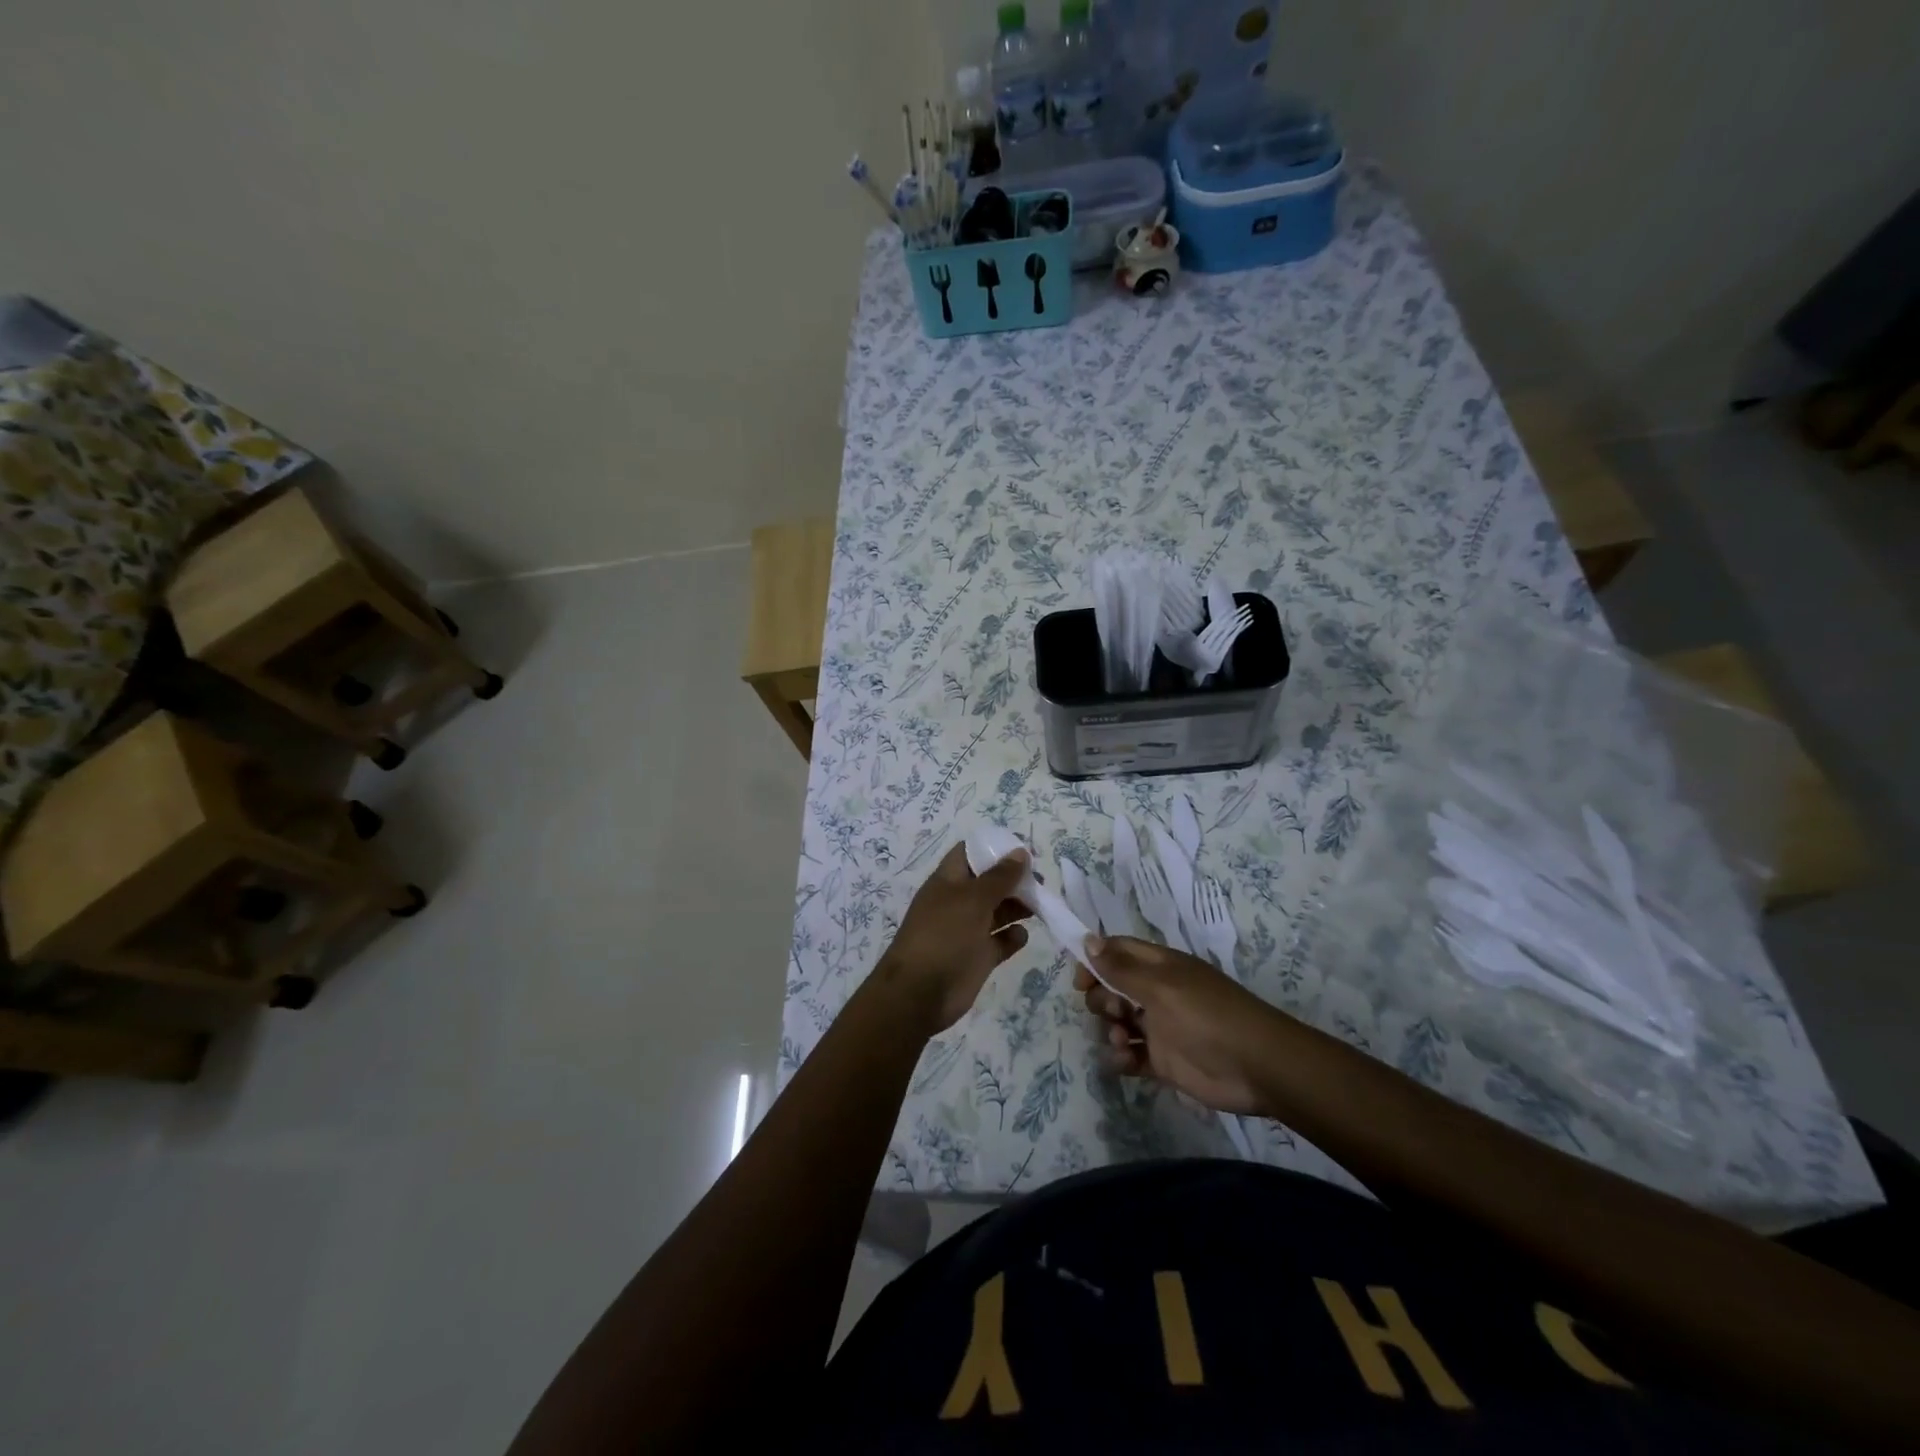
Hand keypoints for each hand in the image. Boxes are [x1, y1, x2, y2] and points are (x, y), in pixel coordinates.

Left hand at [871, 843, 1032, 1036]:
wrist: (920, 993)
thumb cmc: (944, 935)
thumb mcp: (973, 899)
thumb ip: (999, 877)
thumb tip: (1020, 853)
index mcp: (948, 881)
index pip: (969, 854)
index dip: (994, 849)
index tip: (1022, 851)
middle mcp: (958, 902)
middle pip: (989, 883)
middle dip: (1013, 879)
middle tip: (1040, 881)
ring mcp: (968, 931)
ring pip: (998, 911)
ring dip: (1018, 906)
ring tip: (1040, 904)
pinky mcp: (977, 957)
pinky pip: (1000, 942)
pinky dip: (1013, 937)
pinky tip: (1021, 936)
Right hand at [1075, 936, 1286, 1114]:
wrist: (1257, 1067)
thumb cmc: (1207, 1016)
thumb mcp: (1162, 987)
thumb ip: (1121, 969)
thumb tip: (1087, 940)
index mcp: (1159, 967)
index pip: (1117, 952)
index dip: (1094, 961)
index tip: (1079, 981)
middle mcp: (1156, 993)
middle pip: (1112, 988)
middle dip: (1101, 999)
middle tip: (1113, 1011)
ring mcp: (1159, 1027)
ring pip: (1117, 1022)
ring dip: (1109, 1030)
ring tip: (1122, 1041)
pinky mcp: (1163, 1060)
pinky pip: (1130, 1055)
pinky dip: (1121, 1058)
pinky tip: (1125, 1061)